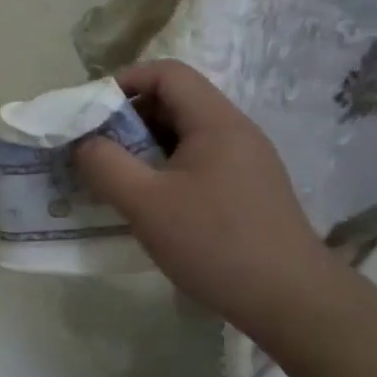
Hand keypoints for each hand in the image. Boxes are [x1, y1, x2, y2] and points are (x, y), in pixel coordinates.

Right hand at [73, 61, 337, 341]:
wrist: (293, 303)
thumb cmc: (215, 243)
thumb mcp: (146, 203)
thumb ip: (105, 165)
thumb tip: (83, 143)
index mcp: (216, 122)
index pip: (167, 73)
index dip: (125, 81)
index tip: (92, 111)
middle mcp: (236, 132)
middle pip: (176, 102)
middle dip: (129, 118)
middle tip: (96, 148)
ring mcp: (246, 163)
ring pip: (185, 136)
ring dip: (146, 148)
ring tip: (115, 178)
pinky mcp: (248, 192)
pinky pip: (198, 164)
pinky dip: (166, 171)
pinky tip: (150, 205)